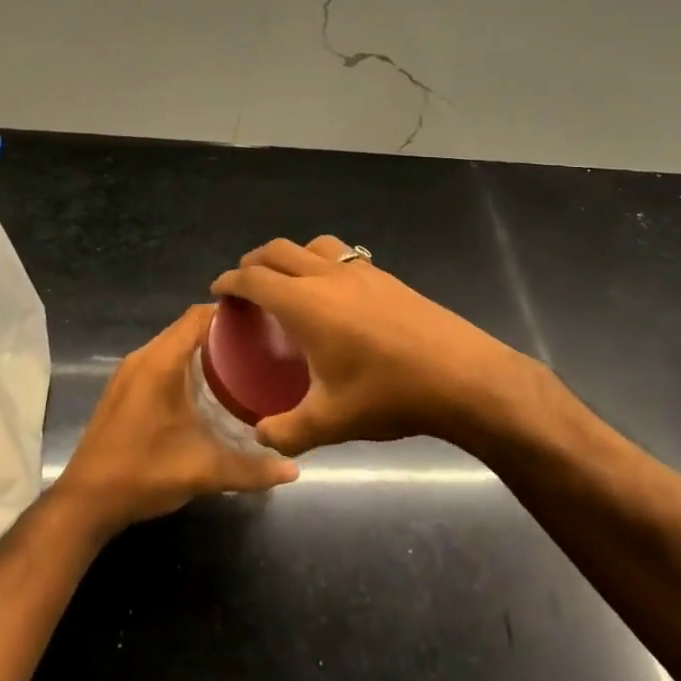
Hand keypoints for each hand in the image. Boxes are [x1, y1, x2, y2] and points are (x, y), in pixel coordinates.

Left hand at [52, 304, 298, 539]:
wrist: (86, 501)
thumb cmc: (145, 472)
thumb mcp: (204, 470)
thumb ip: (251, 469)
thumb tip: (292, 469)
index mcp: (161, 362)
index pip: (198, 316)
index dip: (229, 312)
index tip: (262, 320)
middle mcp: (143, 358)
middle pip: (186, 328)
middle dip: (222, 332)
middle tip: (259, 345)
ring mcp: (128, 373)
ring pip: (172, 345)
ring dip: (202, 349)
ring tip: (239, 364)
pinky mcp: (122, 389)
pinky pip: (159, 361)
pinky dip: (183, 364)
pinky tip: (205, 388)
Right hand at [210, 236, 555, 457]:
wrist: (463, 376)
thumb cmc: (389, 394)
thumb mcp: (330, 422)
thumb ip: (286, 432)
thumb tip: (260, 436)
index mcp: (304, 304)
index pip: (254, 279)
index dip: (230, 282)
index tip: (217, 290)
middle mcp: (327, 276)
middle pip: (278, 251)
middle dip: (253, 262)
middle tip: (244, 284)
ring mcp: (360, 271)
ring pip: (313, 244)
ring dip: (290, 255)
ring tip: (287, 279)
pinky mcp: (387, 277)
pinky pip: (342, 255)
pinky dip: (322, 261)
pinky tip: (334, 293)